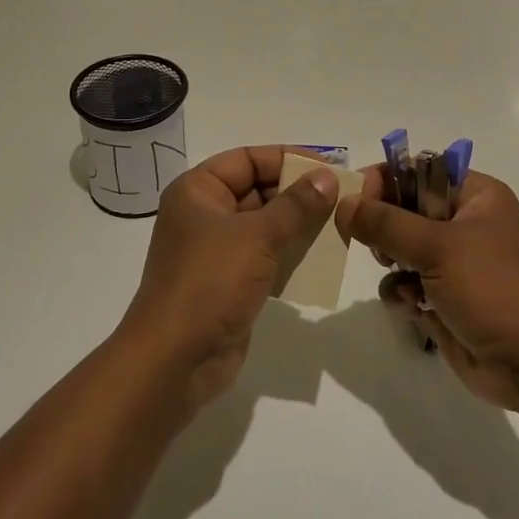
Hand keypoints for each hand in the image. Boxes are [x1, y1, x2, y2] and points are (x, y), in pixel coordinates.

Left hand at [119, 146, 339, 414]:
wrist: (176, 360)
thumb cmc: (210, 282)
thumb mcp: (257, 236)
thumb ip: (296, 205)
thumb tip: (327, 177)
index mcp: (198, 191)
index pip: (247, 159)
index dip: (287, 159)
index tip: (328, 167)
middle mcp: (204, 214)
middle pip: (257, 190)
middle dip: (298, 194)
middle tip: (343, 198)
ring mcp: (216, 251)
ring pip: (264, 225)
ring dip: (299, 226)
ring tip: (340, 225)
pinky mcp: (229, 283)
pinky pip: (265, 257)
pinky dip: (291, 255)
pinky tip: (323, 258)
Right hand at [336, 170, 518, 415]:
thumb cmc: (491, 289)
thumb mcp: (437, 247)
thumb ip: (385, 222)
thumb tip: (343, 203)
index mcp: (476, 195)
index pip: (418, 170)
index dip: (386, 181)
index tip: (358, 201)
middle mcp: (465, 222)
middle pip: (404, 208)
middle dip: (384, 226)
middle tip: (375, 243)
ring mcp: (454, 262)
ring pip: (400, 246)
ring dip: (391, 261)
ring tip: (395, 274)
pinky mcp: (444, 297)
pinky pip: (405, 282)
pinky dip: (401, 292)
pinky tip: (410, 306)